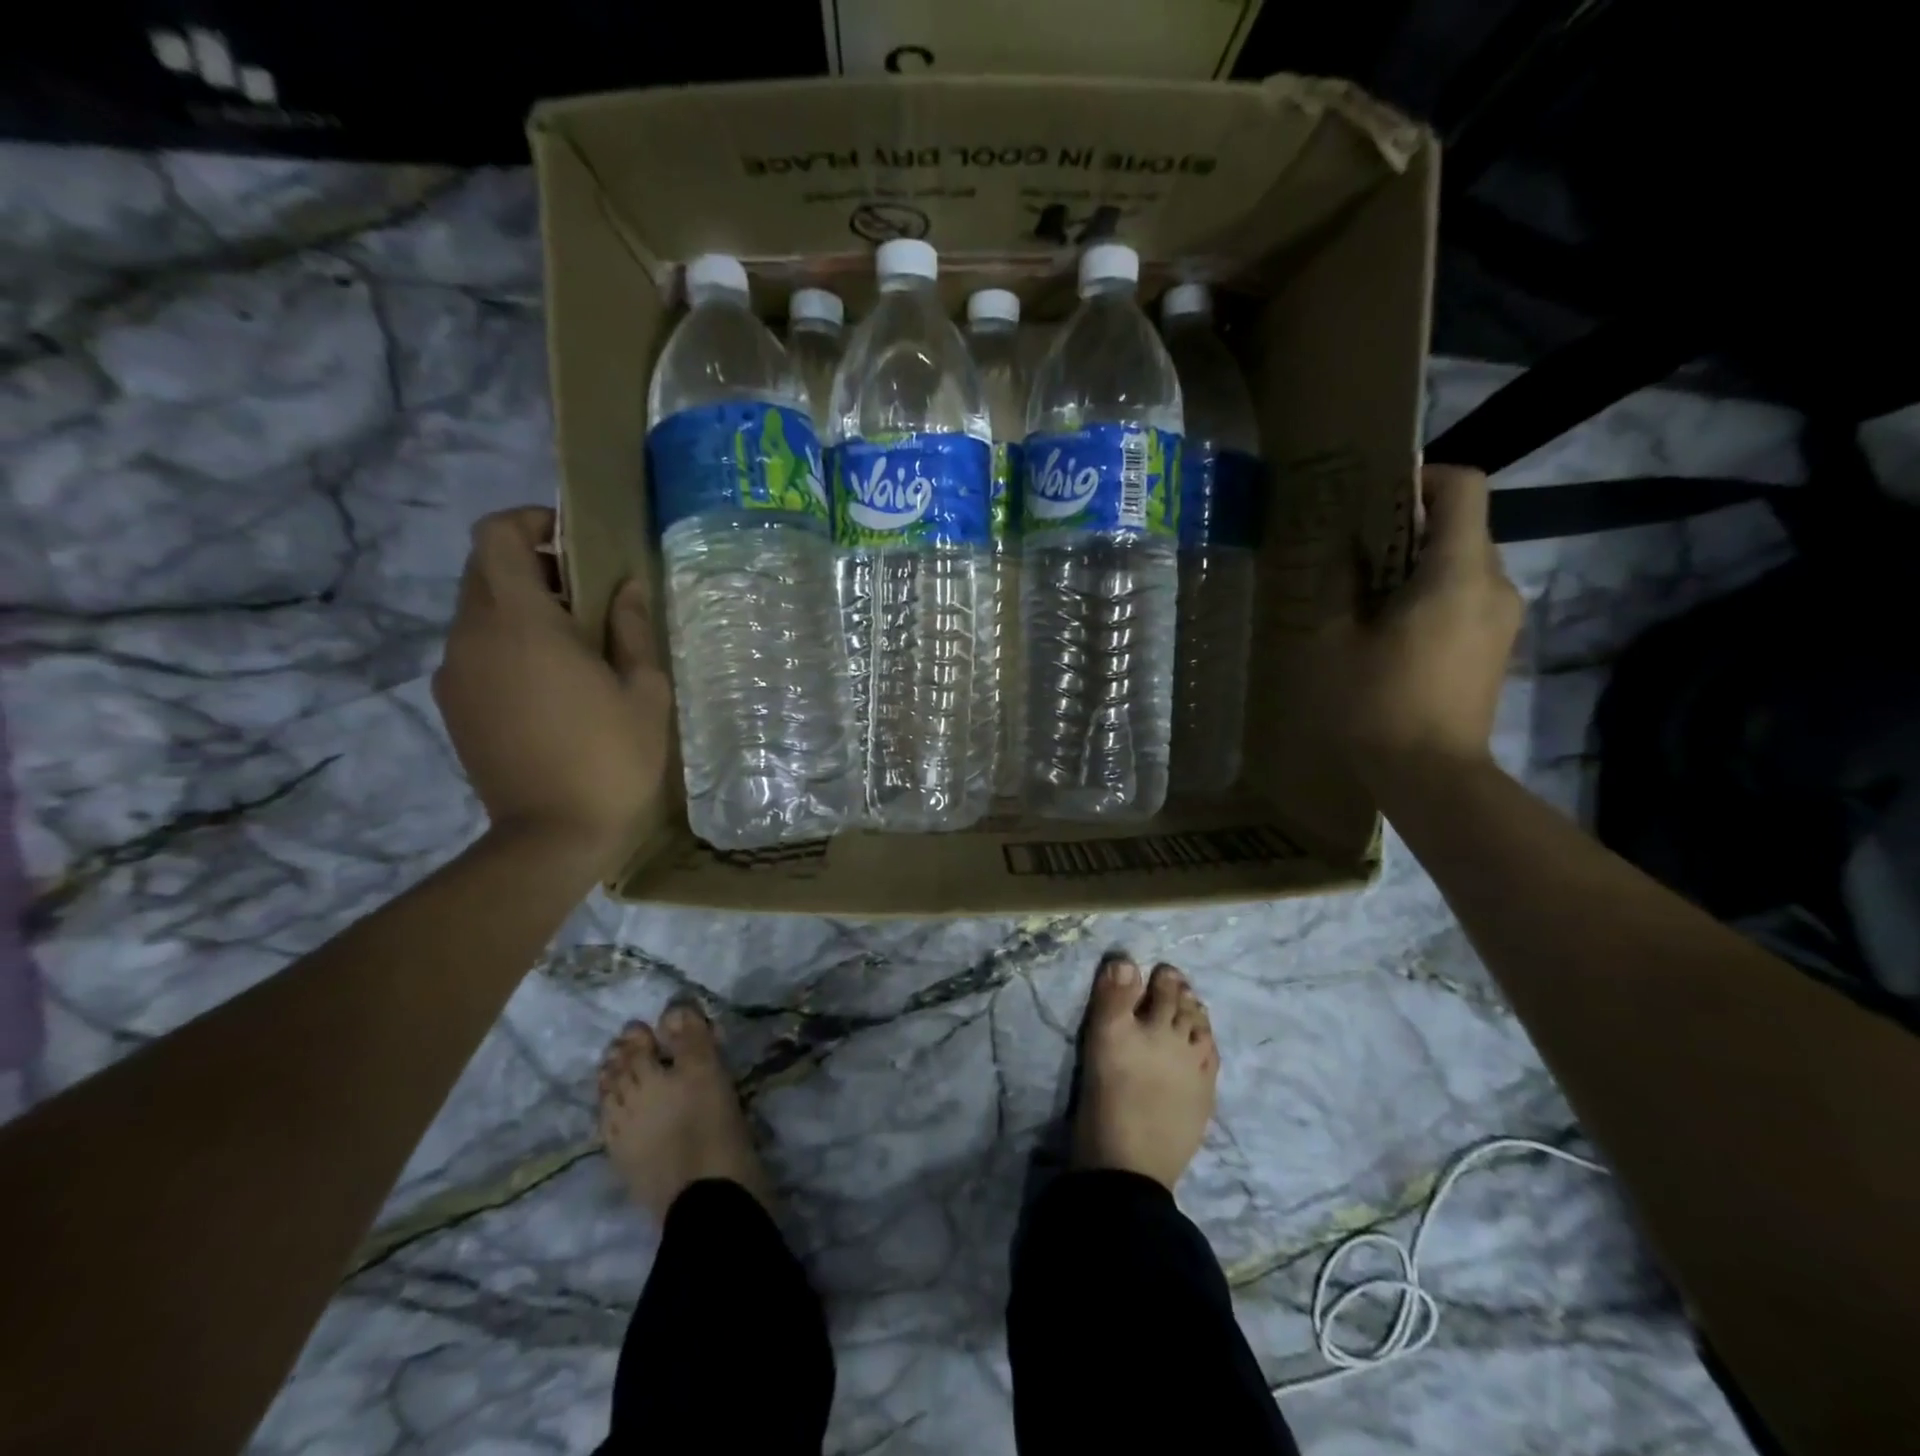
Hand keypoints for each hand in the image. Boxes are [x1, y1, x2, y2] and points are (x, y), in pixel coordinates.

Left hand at [433, 508, 671, 864]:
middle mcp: (473, 636)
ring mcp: (455, 673)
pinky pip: (475, 651)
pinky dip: (507, 645)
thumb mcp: (644, 691)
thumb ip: (631, 629)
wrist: (552, 837)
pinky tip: (550, 686)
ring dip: (521, 609)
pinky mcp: (452, 706)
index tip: (572, 541)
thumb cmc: (612, 758)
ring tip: (574, 647)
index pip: (497, 536)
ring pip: (478, 612)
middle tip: (587, 597)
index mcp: (521, 622)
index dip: (530, 522)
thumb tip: (624, 587)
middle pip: (485, 570)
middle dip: (532, 566)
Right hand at [1322, 465, 1521, 784]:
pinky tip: (1390, 628)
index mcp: (1458, 572)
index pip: (1463, 486)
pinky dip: (1431, 594)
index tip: (1377, 498)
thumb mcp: (1335, 641)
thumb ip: (1340, 584)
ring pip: (1463, 563)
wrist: (1431, 775)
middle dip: (1410, 527)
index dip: (1422, 477)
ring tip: (1367, 595)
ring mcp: (1503, 617)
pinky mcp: (1497, 645)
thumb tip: (1347, 551)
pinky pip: (1466, 596)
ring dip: (1418, 565)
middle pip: (1462, 525)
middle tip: (1356, 552)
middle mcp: (1496, 583)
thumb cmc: (1376, 704)